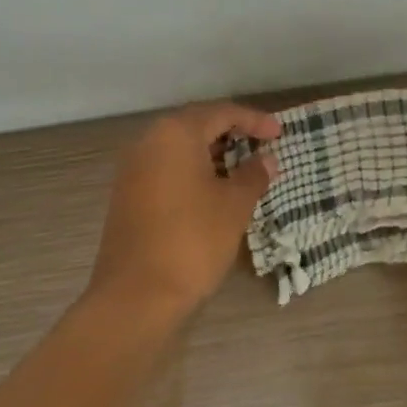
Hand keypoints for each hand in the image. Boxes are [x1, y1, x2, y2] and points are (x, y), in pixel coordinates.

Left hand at [86, 101, 281, 321]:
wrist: (137, 294)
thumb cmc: (193, 240)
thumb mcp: (234, 205)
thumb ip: (253, 175)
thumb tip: (266, 159)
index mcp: (175, 133)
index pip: (221, 112)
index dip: (254, 120)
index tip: (280, 133)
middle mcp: (148, 141)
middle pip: (196, 125)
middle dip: (231, 133)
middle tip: (262, 147)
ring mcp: (132, 168)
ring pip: (179, 148)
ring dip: (212, 154)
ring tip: (242, 170)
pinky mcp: (127, 194)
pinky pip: (166, 168)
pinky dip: (192, 171)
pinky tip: (213, 191)